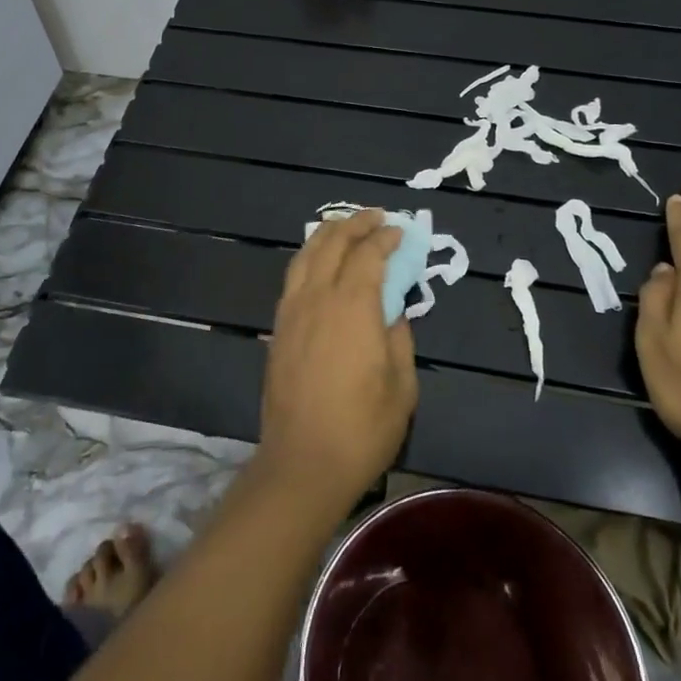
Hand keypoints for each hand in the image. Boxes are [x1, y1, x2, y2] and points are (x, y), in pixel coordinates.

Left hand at [258, 211, 417, 515]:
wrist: (302, 463)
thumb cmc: (362, 428)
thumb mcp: (402, 386)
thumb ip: (400, 338)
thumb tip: (393, 312)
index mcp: (353, 306)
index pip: (368, 254)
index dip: (385, 238)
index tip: (400, 232)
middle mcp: (318, 297)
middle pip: (333, 243)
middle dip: (356, 224)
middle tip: (376, 218)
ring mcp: (292, 310)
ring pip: (307, 254)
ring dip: (329, 234)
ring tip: (346, 227)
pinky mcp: (278, 327)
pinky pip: (294, 276)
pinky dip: (310, 257)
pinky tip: (319, 261)